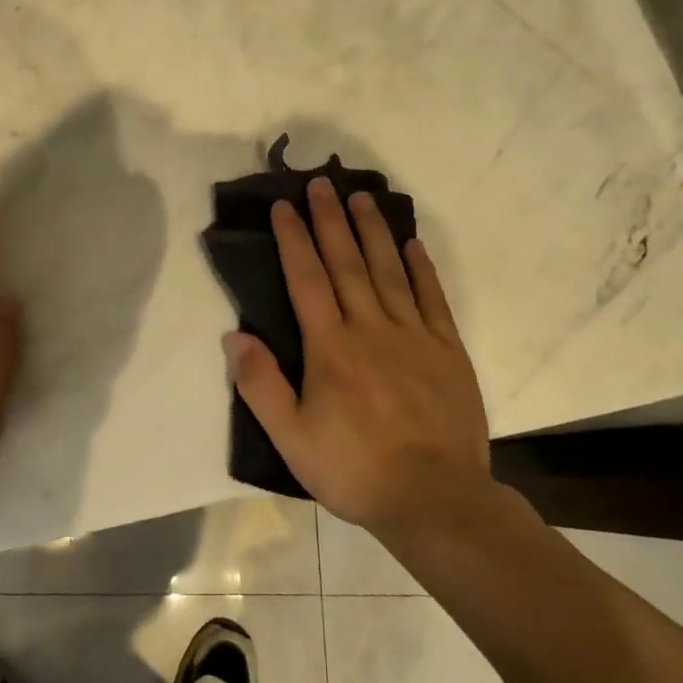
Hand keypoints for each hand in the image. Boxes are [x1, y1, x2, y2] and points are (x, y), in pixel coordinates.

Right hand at [224, 177, 497, 548]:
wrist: (435, 499)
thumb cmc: (354, 468)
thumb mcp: (291, 438)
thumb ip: (260, 384)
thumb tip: (234, 335)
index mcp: (331, 347)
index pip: (307, 279)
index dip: (293, 239)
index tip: (283, 206)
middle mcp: (371, 328)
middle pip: (347, 262)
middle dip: (330, 220)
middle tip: (321, 183)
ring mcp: (414, 335)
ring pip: (389, 270)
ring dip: (372, 230)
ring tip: (361, 197)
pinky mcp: (448, 350)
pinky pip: (432, 297)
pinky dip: (420, 267)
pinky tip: (412, 243)